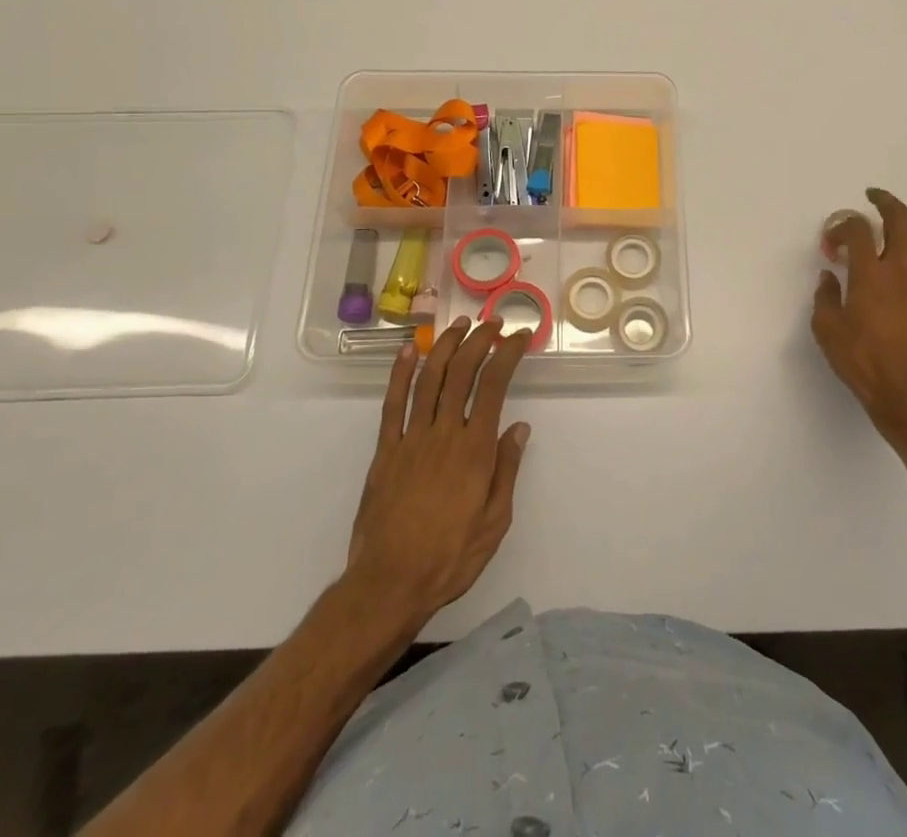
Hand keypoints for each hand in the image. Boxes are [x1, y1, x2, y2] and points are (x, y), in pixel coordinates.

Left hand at [345, 318, 532, 628]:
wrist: (390, 582)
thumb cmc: (450, 556)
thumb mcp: (495, 522)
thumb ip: (506, 470)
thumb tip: (519, 427)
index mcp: (475, 449)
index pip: (494, 385)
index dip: (508, 354)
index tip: (520, 336)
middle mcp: (444, 433)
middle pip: (462, 372)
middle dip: (480, 341)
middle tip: (494, 324)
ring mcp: (411, 438)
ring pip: (429, 378)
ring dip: (446, 346)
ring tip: (460, 325)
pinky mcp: (386, 450)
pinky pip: (393, 404)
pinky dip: (400, 373)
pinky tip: (409, 351)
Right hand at [811, 188, 906, 443]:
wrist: (906, 395)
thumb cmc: (861, 362)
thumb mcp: (827, 330)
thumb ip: (825, 297)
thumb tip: (829, 277)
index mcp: (868, 275)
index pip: (856, 231)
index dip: (841, 226)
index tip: (830, 242)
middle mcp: (899, 271)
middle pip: (899, 222)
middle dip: (885, 203)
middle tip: (873, 196)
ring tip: (897, 214)